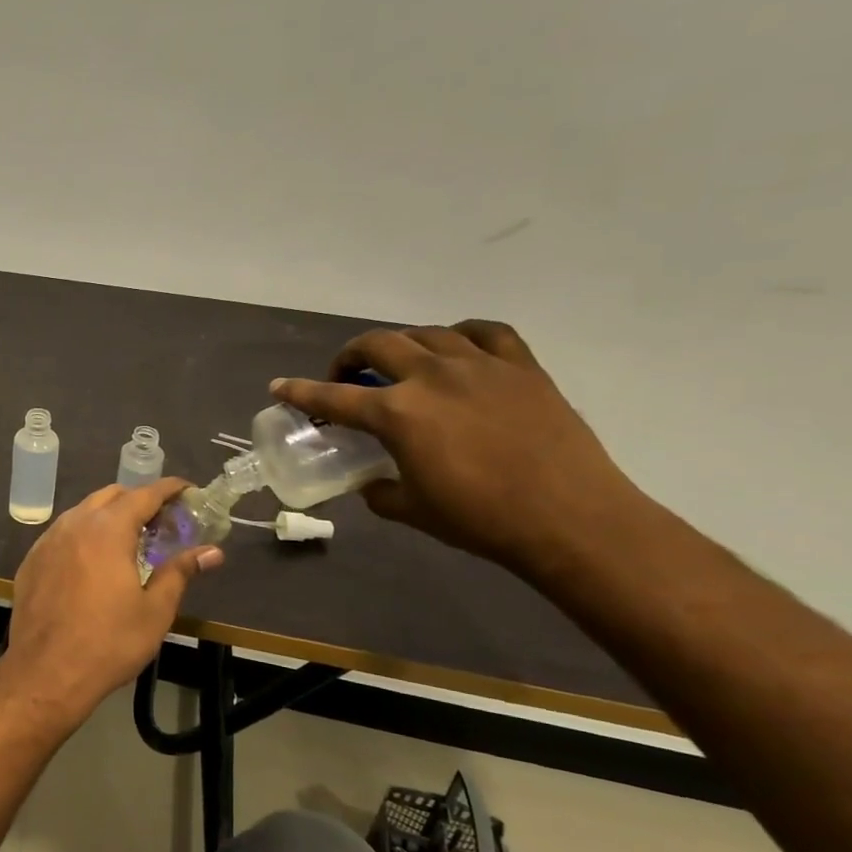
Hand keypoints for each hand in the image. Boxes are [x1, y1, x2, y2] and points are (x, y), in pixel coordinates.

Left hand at [1, 481, 222, 724]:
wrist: (45, 672)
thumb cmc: (108, 642)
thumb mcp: (155, 610)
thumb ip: (180, 572)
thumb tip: (212, 552)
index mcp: (108, 529)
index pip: (144, 494)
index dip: (168, 488)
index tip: (188, 490)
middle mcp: (75, 524)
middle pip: (111, 496)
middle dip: (138, 500)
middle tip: (161, 523)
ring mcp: (48, 540)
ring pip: (83, 512)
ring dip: (109, 516)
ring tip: (129, 541)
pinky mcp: (32, 560)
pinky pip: (63, 533)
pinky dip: (84, 535)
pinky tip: (93, 562)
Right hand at [270, 320, 649, 575]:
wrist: (571, 519)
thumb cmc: (481, 519)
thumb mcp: (413, 511)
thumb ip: (379, 491)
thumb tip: (369, 482)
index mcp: (398, 414)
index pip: (334, 397)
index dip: (301, 392)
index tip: (280, 386)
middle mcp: (432, 376)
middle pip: (377, 345)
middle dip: (350, 355)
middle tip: (347, 374)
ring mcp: (480, 365)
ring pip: (426, 333)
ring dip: (402, 343)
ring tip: (402, 361)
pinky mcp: (522, 367)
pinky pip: (486, 332)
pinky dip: (462, 334)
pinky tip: (459, 347)